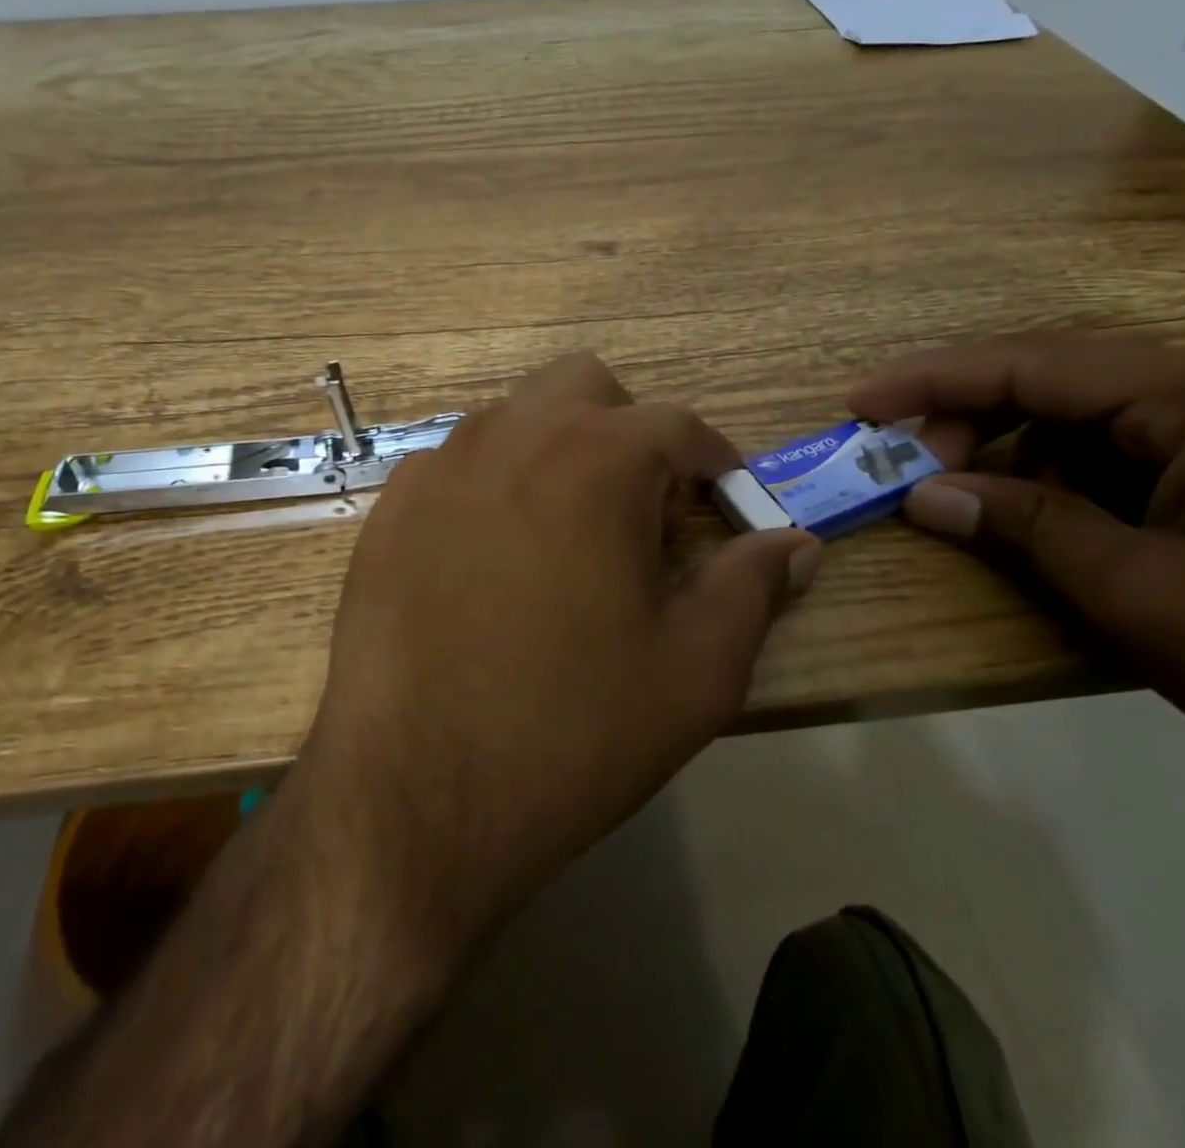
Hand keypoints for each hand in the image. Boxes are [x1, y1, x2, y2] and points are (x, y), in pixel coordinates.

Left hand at [292, 353, 819, 966]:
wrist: (412, 796)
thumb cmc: (571, 731)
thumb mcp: (694, 670)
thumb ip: (753, 587)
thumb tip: (795, 543)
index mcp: (596, 457)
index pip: (679, 426)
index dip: (717, 463)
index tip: (729, 505)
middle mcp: (511, 435)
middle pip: (587, 388)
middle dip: (630, 432)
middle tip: (643, 511)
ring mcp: (438, 466)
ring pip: (516, 418)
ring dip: (558, 452)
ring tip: (568, 537)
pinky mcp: (389, 508)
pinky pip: (456, 466)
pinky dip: (492, 486)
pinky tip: (491, 561)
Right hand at [849, 334, 1184, 842]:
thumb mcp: (1139, 590)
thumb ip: (1021, 525)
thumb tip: (920, 494)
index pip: (1036, 365)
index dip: (932, 381)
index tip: (857, 402)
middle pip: (1057, 383)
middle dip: (970, 422)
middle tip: (907, 472)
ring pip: (1084, 420)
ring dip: (1012, 457)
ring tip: (962, 503)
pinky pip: (1121, 456)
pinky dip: (1060, 483)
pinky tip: (1033, 520)